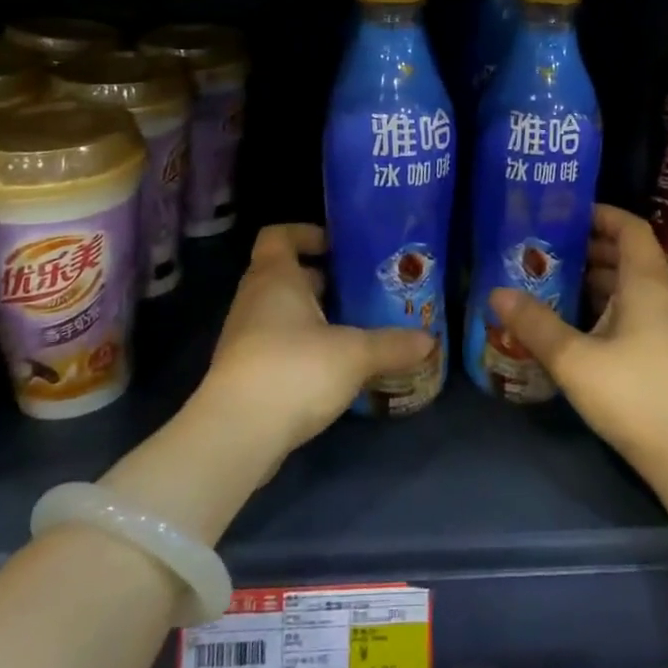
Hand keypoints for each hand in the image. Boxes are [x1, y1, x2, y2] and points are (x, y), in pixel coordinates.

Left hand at [195, 224, 436, 463]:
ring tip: (356, 328)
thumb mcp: (354, 354)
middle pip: (286, 274)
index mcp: (275, 277)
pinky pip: (278, 344)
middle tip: (362, 289)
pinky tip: (335, 367)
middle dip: (323, 280)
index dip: (306, 234)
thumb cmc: (294, 369)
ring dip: (315, 316)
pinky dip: (304, 347)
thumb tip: (429, 340)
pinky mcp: (246, 372)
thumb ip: (392, 344)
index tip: (339, 247)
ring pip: (283, 312)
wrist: (237, 433)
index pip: (279, 235)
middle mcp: (255, 298)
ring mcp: (246, 337)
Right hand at [487, 205, 667, 463]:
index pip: (631, 229)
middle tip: (543, 245)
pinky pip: (623, 310)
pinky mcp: (652, 351)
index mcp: (645, 284)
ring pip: (623, 284)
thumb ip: (535, 324)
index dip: (602, 214)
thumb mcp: (574, 358)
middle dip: (586, 244)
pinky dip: (596, 303)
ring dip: (589, 276)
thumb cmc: (633, 394)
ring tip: (546, 277)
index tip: (564, 213)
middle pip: (625, 254)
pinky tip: (565, 318)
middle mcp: (655, 297)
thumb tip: (496, 292)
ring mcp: (657, 326)